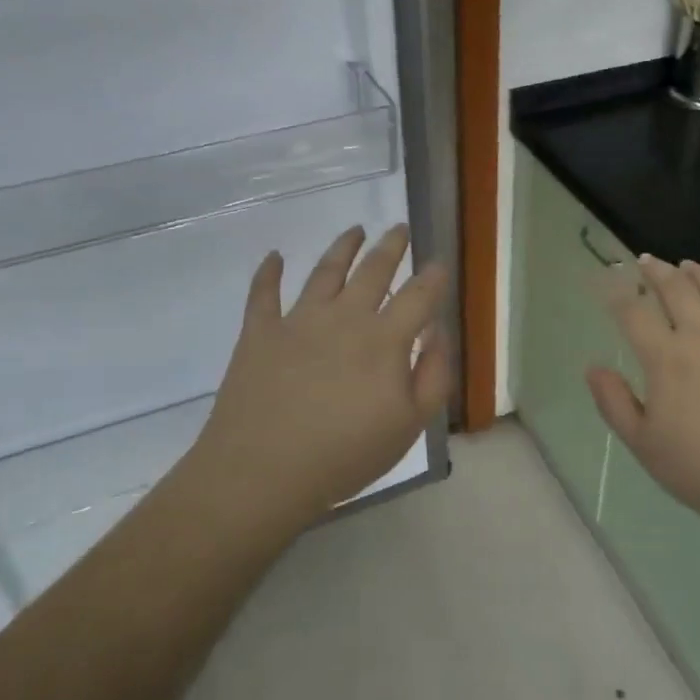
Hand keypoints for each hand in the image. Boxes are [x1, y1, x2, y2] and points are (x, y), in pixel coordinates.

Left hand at [193, 224, 449, 525]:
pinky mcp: (260, 332)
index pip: (418, 296)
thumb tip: (437, 331)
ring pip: (326, 271)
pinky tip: (274, 255)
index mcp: (384, 339)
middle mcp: (344, 317)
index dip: (433, 277)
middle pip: (373, 271)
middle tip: (398, 228)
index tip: (439, 262)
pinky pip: (263, 293)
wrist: (262, 472)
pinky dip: (269, 271)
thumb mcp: (409, 425)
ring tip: (355, 230)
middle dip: (391, 246)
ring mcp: (299, 320)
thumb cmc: (344, 455)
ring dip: (342, 247)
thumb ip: (433, 374)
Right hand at [586, 256, 699, 539]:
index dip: (619, 295)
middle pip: (678, 291)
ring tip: (688, 265)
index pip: (635, 314)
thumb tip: (593, 367)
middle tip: (648, 260)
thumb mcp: (644, 445)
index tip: (610, 284)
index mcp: (667, 358)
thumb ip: (614, 403)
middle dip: (658, 272)